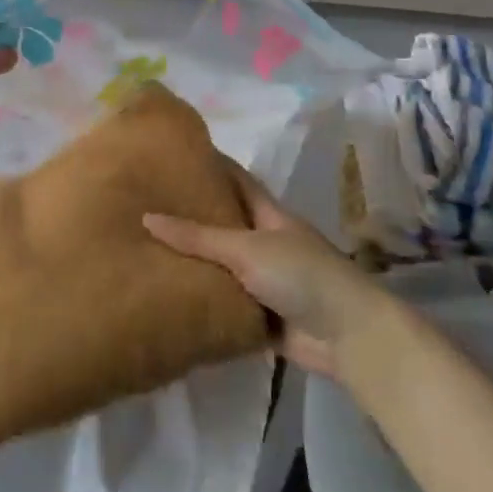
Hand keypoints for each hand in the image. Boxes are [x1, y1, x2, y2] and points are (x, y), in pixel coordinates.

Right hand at [144, 162, 389, 378]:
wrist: (348, 336)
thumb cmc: (301, 275)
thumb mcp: (247, 248)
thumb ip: (198, 237)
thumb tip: (147, 217)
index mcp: (270, 216)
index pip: (237, 181)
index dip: (211, 166)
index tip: (176, 155)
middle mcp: (267, 244)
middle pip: (225, 225)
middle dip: (192, 216)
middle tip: (146, 205)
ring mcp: (265, 282)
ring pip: (222, 267)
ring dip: (194, 263)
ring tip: (144, 251)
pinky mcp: (261, 318)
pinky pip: (225, 305)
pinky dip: (202, 302)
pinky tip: (167, 297)